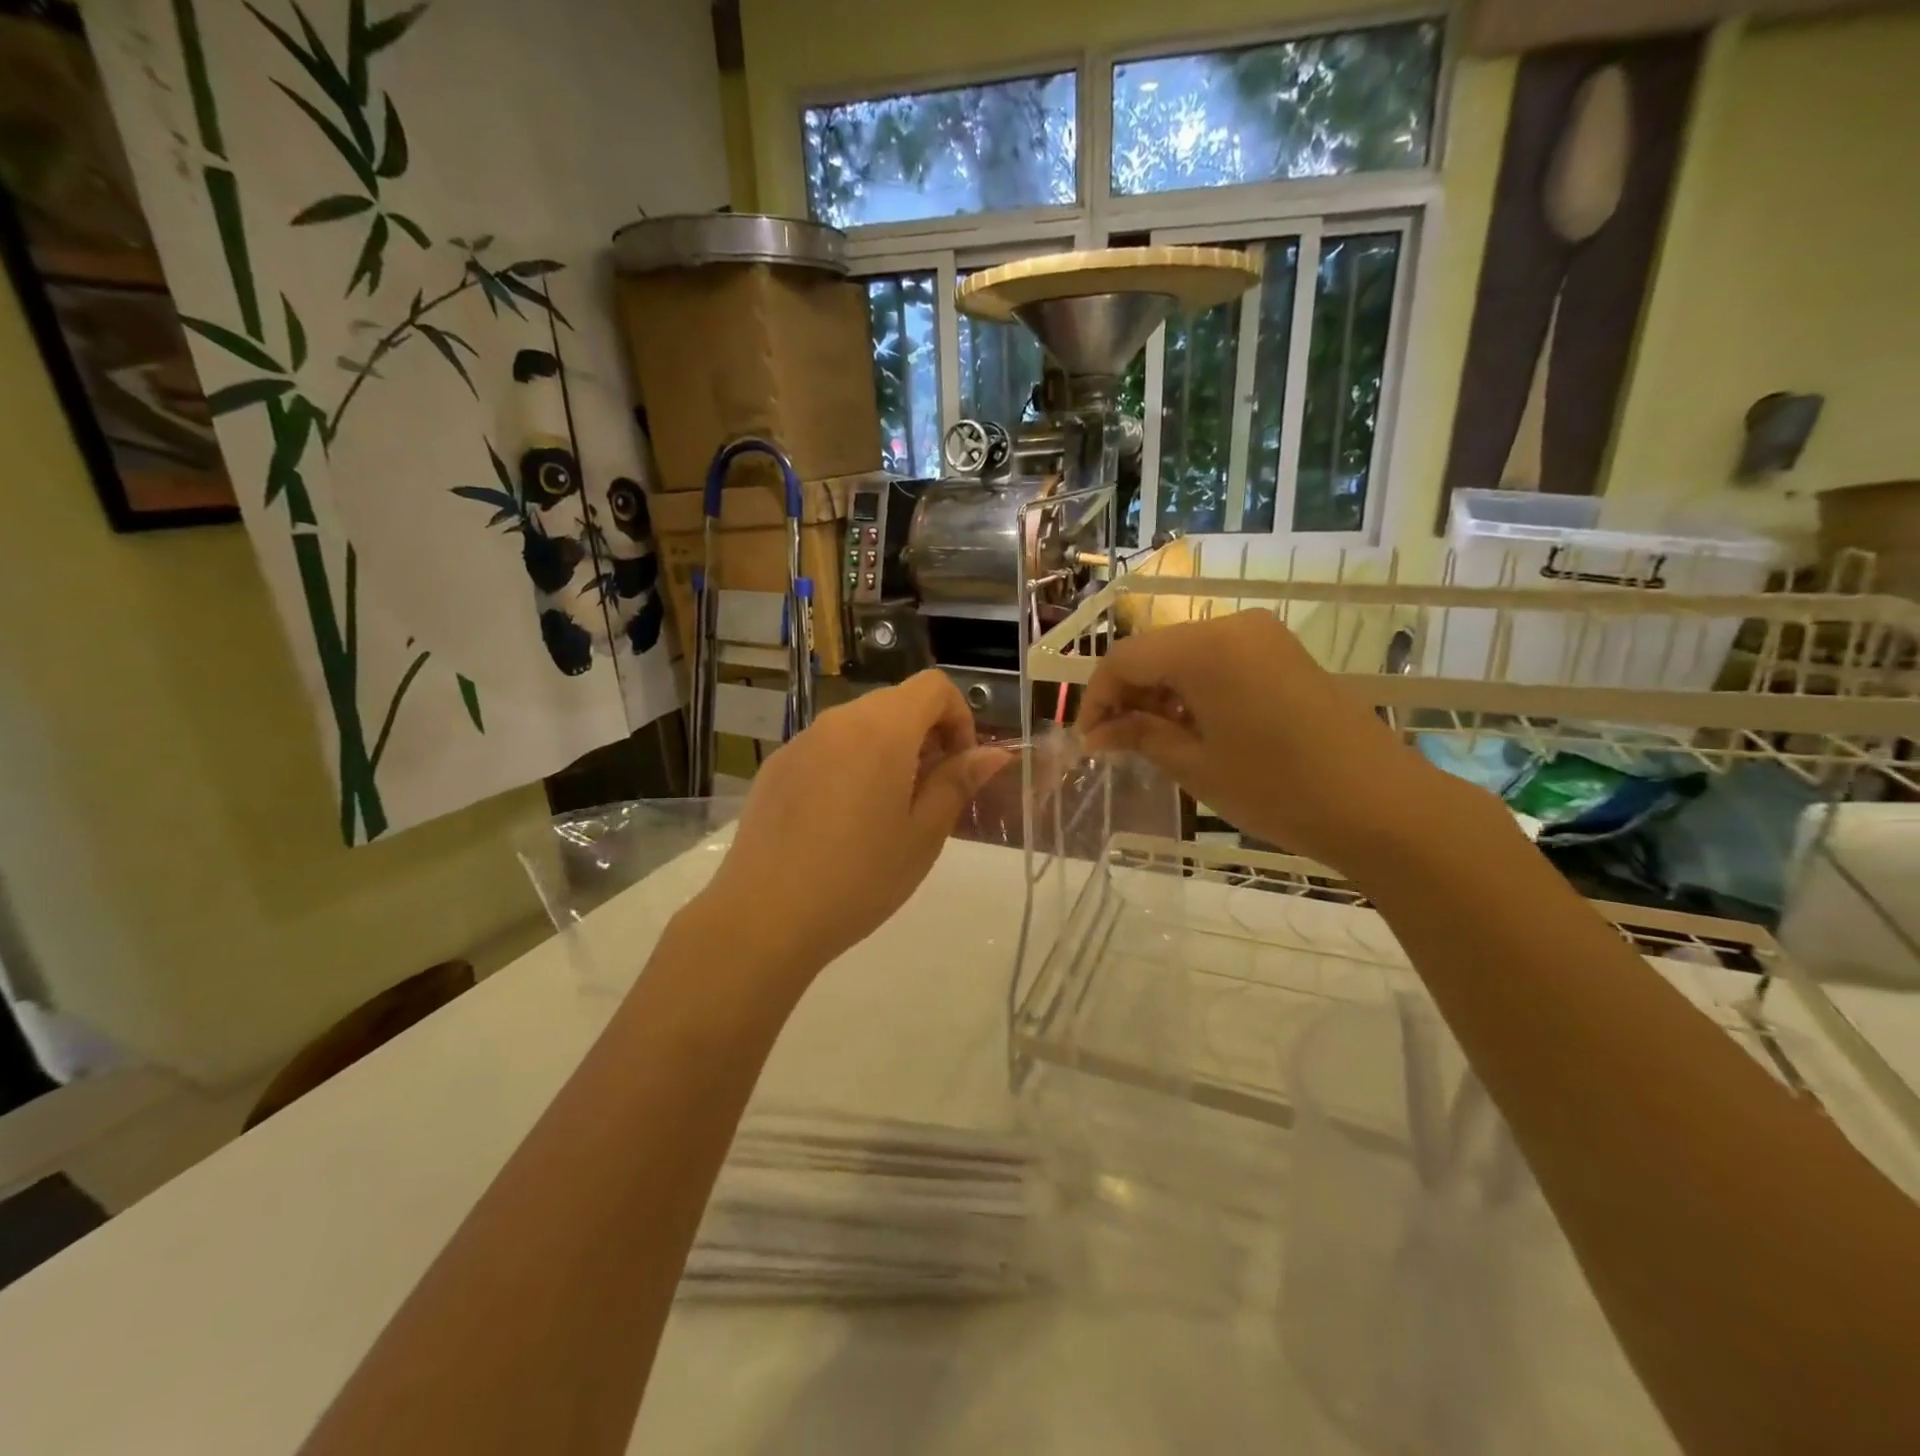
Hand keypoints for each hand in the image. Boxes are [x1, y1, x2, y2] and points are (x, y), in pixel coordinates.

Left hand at [701, 671, 1009, 974]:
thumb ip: (958, 782)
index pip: (933, 686)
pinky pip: (827, 748)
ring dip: (888, 751)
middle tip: (930, 794)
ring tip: (886, 812)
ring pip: (860, 726)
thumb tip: (993, 753)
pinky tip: (841, 821)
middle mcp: (838, 721)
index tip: (959, 766)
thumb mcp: (923, 834)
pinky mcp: (776, 766)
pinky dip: (850, 764)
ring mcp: (801, 741)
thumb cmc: (859, 878)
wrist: (764, 917)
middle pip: (896, 703)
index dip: (959, 717)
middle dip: (926, 735)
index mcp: (881, 730)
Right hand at [1078, 611, 1470, 876]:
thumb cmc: (1277, 788)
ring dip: (1160, 693)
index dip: (1097, 699)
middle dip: (1128, 695)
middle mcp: (1231, 626)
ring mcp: (1263, 637)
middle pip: (1154, 651)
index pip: (1124, 659)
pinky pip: (1220, 661)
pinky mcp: (1284, 653)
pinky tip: (1195, 728)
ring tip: (1154, 741)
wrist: (1381, 805)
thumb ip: (1140, 736)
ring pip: (1186, 655)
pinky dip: (1194, 689)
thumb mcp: (1196, 765)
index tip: (1088, 742)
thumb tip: (1098, 733)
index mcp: (1204, 647)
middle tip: (1116, 744)